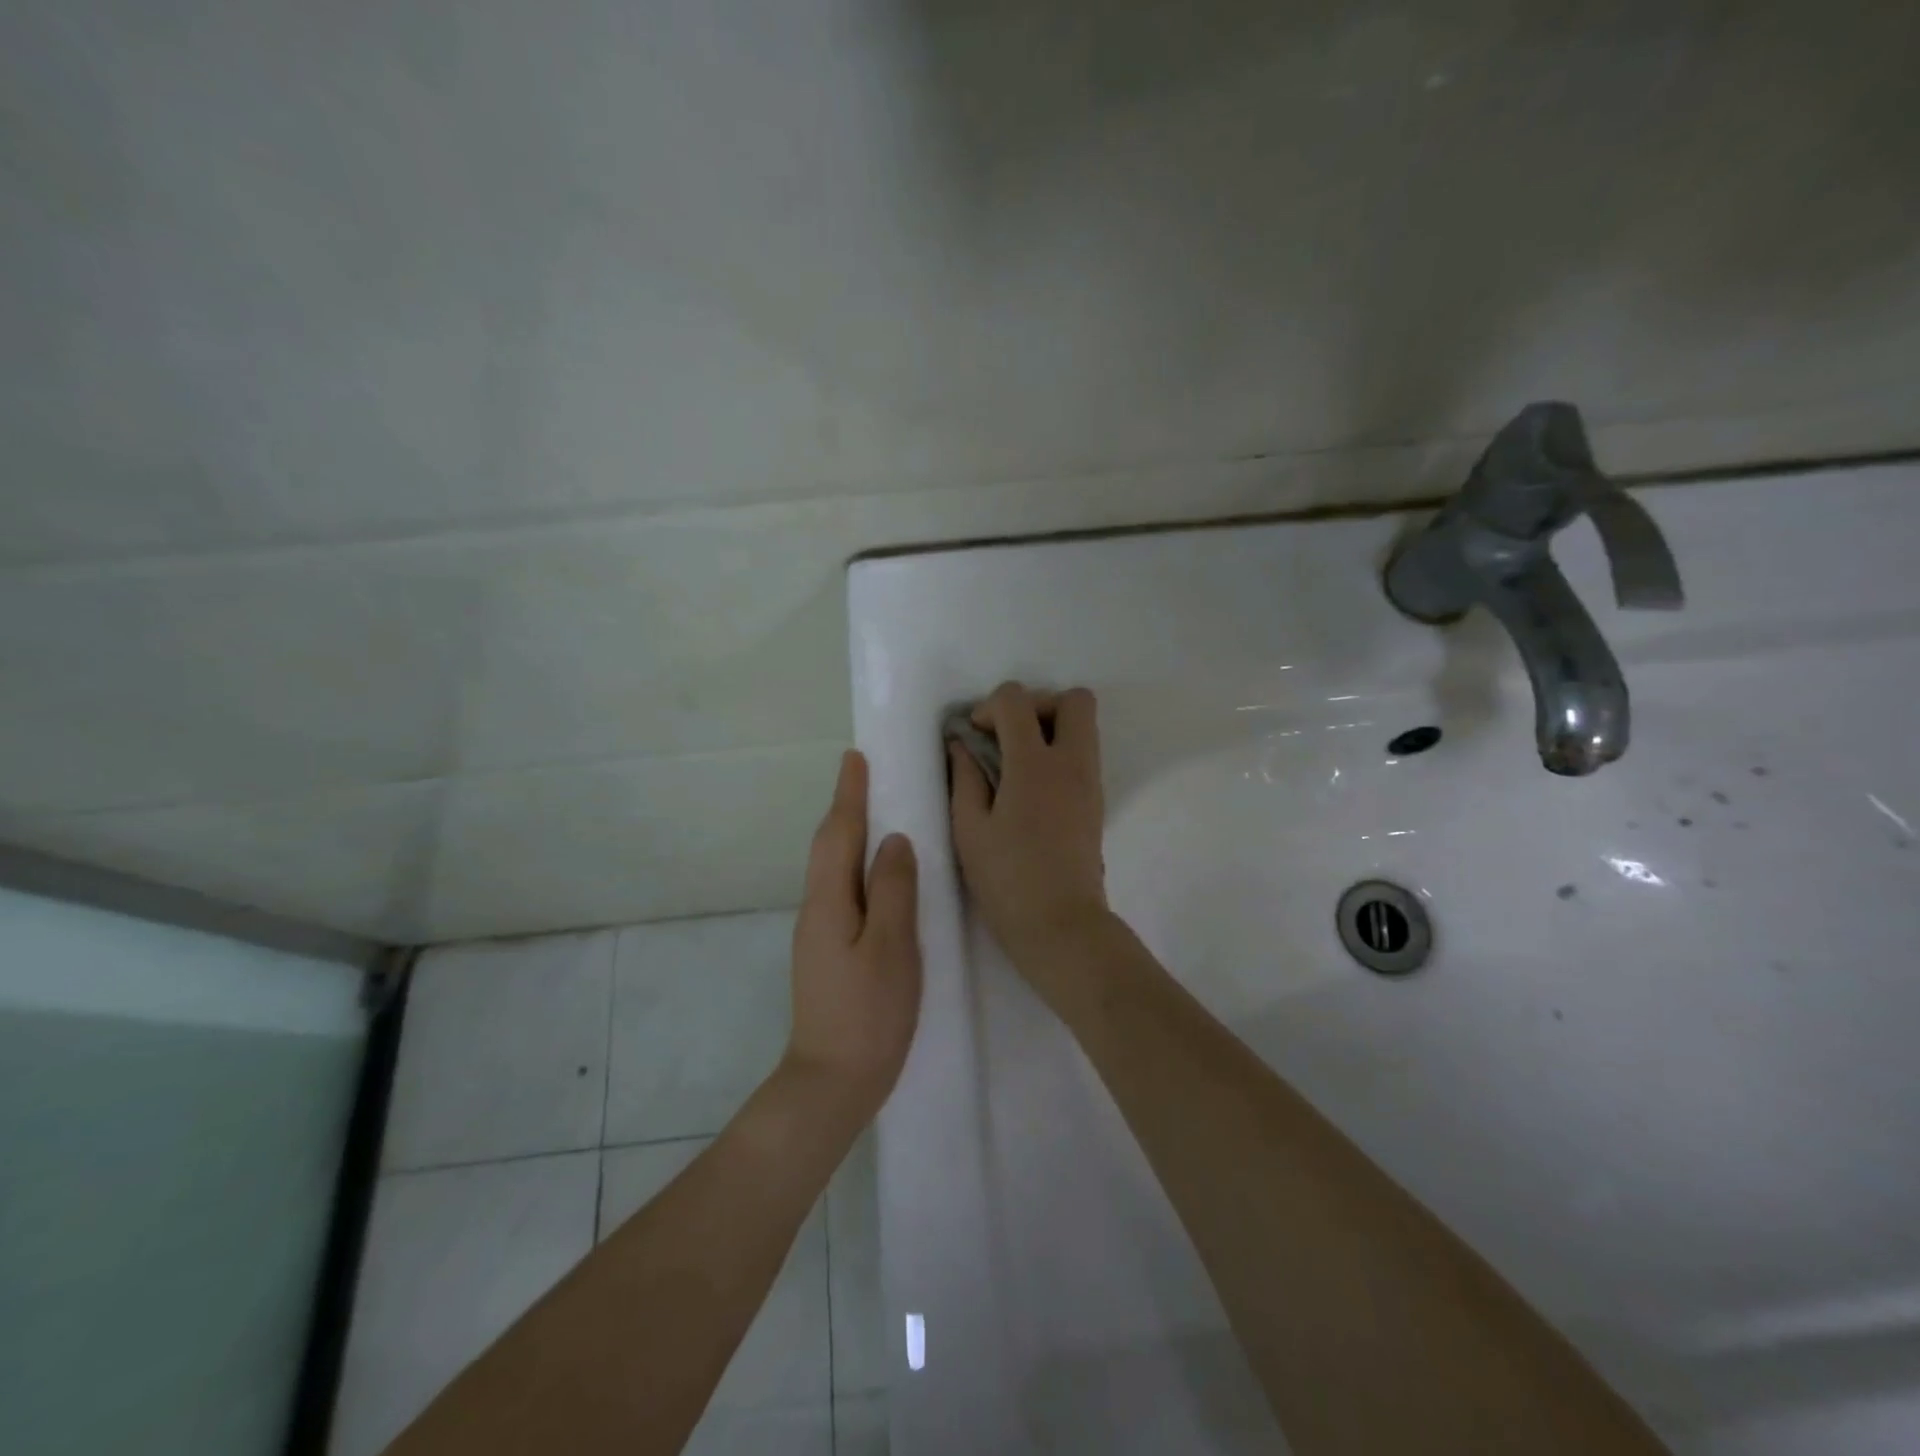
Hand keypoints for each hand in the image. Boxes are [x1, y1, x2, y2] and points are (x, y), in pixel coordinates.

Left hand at [786, 750, 922, 1119]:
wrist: (832, 1083)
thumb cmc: (868, 1014)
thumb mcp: (891, 948)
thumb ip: (894, 890)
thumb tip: (894, 840)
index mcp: (829, 902)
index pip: (839, 834)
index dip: (849, 794)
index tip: (855, 757)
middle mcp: (817, 909)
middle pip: (830, 846)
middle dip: (846, 808)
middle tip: (867, 776)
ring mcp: (820, 933)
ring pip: (835, 869)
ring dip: (850, 835)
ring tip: (877, 813)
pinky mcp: (830, 952)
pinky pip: (843, 891)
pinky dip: (857, 866)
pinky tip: (878, 874)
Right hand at [948, 682, 1110, 970]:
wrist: (1061, 925)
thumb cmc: (1007, 879)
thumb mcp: (969, 828)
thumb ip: (964, 777)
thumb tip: (961, 745)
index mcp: (1034, 764)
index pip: (1017, 700)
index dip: (989, 706)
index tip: (974, 735)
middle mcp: (1071, 762)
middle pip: (1073, 699)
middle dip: (1037, 703)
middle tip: (1009, 735)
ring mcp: (1090, 781)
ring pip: (1085, 725)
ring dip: (1051, 727)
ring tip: (1017, 761)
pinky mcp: (1097, 801)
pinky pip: (1084, 753)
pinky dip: (1060, 752)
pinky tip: (1032, 787)